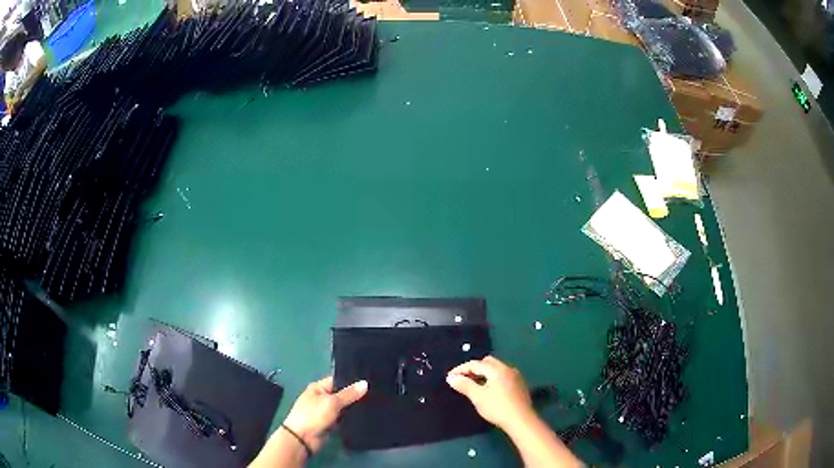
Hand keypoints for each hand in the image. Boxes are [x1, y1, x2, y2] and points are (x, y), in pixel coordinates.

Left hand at [282, 376, 367, 452]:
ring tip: (375, 403)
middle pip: (342, 394)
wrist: (303, 438)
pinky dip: (350, 419)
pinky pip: (343, 419)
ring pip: (344, 408)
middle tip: (375, 393)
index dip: (352, 381)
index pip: (338, 380)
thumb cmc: (313, 415)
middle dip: (355, 395)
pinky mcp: (330, 424)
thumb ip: (349, 394)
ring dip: (354, 408)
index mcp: (318, 388)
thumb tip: (365, 383)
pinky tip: (365, 416)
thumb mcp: (332, 402)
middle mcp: (322, 398)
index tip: (370, 381)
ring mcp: (326, 412)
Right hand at [446, 356, 535, 431]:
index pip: (476, 364)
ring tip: (474, 385)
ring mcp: (515, 376)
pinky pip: (502, 376)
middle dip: (474, 369)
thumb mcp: (478, 397)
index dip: (461, 369)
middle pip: (487, 363)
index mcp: (497, 369)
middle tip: (463, 379)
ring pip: (496, 369)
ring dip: (484, 374)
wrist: (521, 420)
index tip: (450, 377)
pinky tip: (489, 390)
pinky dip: (492, 379)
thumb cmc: (497, 408)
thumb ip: (464, 385)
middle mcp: (507, 369)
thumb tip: (451, 377)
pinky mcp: (519, 385)